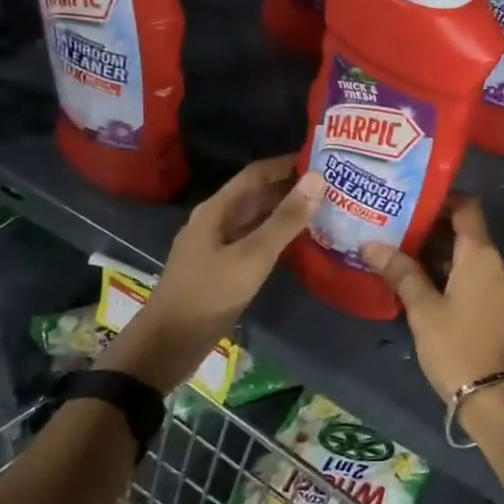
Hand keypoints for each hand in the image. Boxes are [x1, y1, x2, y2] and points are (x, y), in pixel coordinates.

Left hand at [102, 155, 320, 389]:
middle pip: (257, 195)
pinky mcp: (224, 269)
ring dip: (287, 213)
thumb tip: (318, 178)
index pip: (257, 173)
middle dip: (292, 188)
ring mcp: (219, 246)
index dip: (288, 164)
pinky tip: (303, 244)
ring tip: (326, 210)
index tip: (324, 160)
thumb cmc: (209, 294)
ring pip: (257, 220)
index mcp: (216, 209)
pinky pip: (255, 243)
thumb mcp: (252, 256)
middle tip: (334, 186)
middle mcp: (216, 221)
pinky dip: (279, 238)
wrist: (169, 343)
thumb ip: (285, 219)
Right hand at [363, 195, 503, 408]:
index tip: (413, 203)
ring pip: (472, 259)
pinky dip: (455, 276)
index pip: (468, 208)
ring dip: (442, 257)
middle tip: (397, 233)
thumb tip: (372, 244)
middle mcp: (499, 264)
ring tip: (404, 260)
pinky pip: (478, 279)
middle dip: (434, 232)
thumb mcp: (423, 310)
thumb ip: (401, 273)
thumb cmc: (457, 347)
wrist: (498, 398)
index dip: (443, 200)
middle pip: (467, 234)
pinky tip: (427, 289)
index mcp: (482, 255)